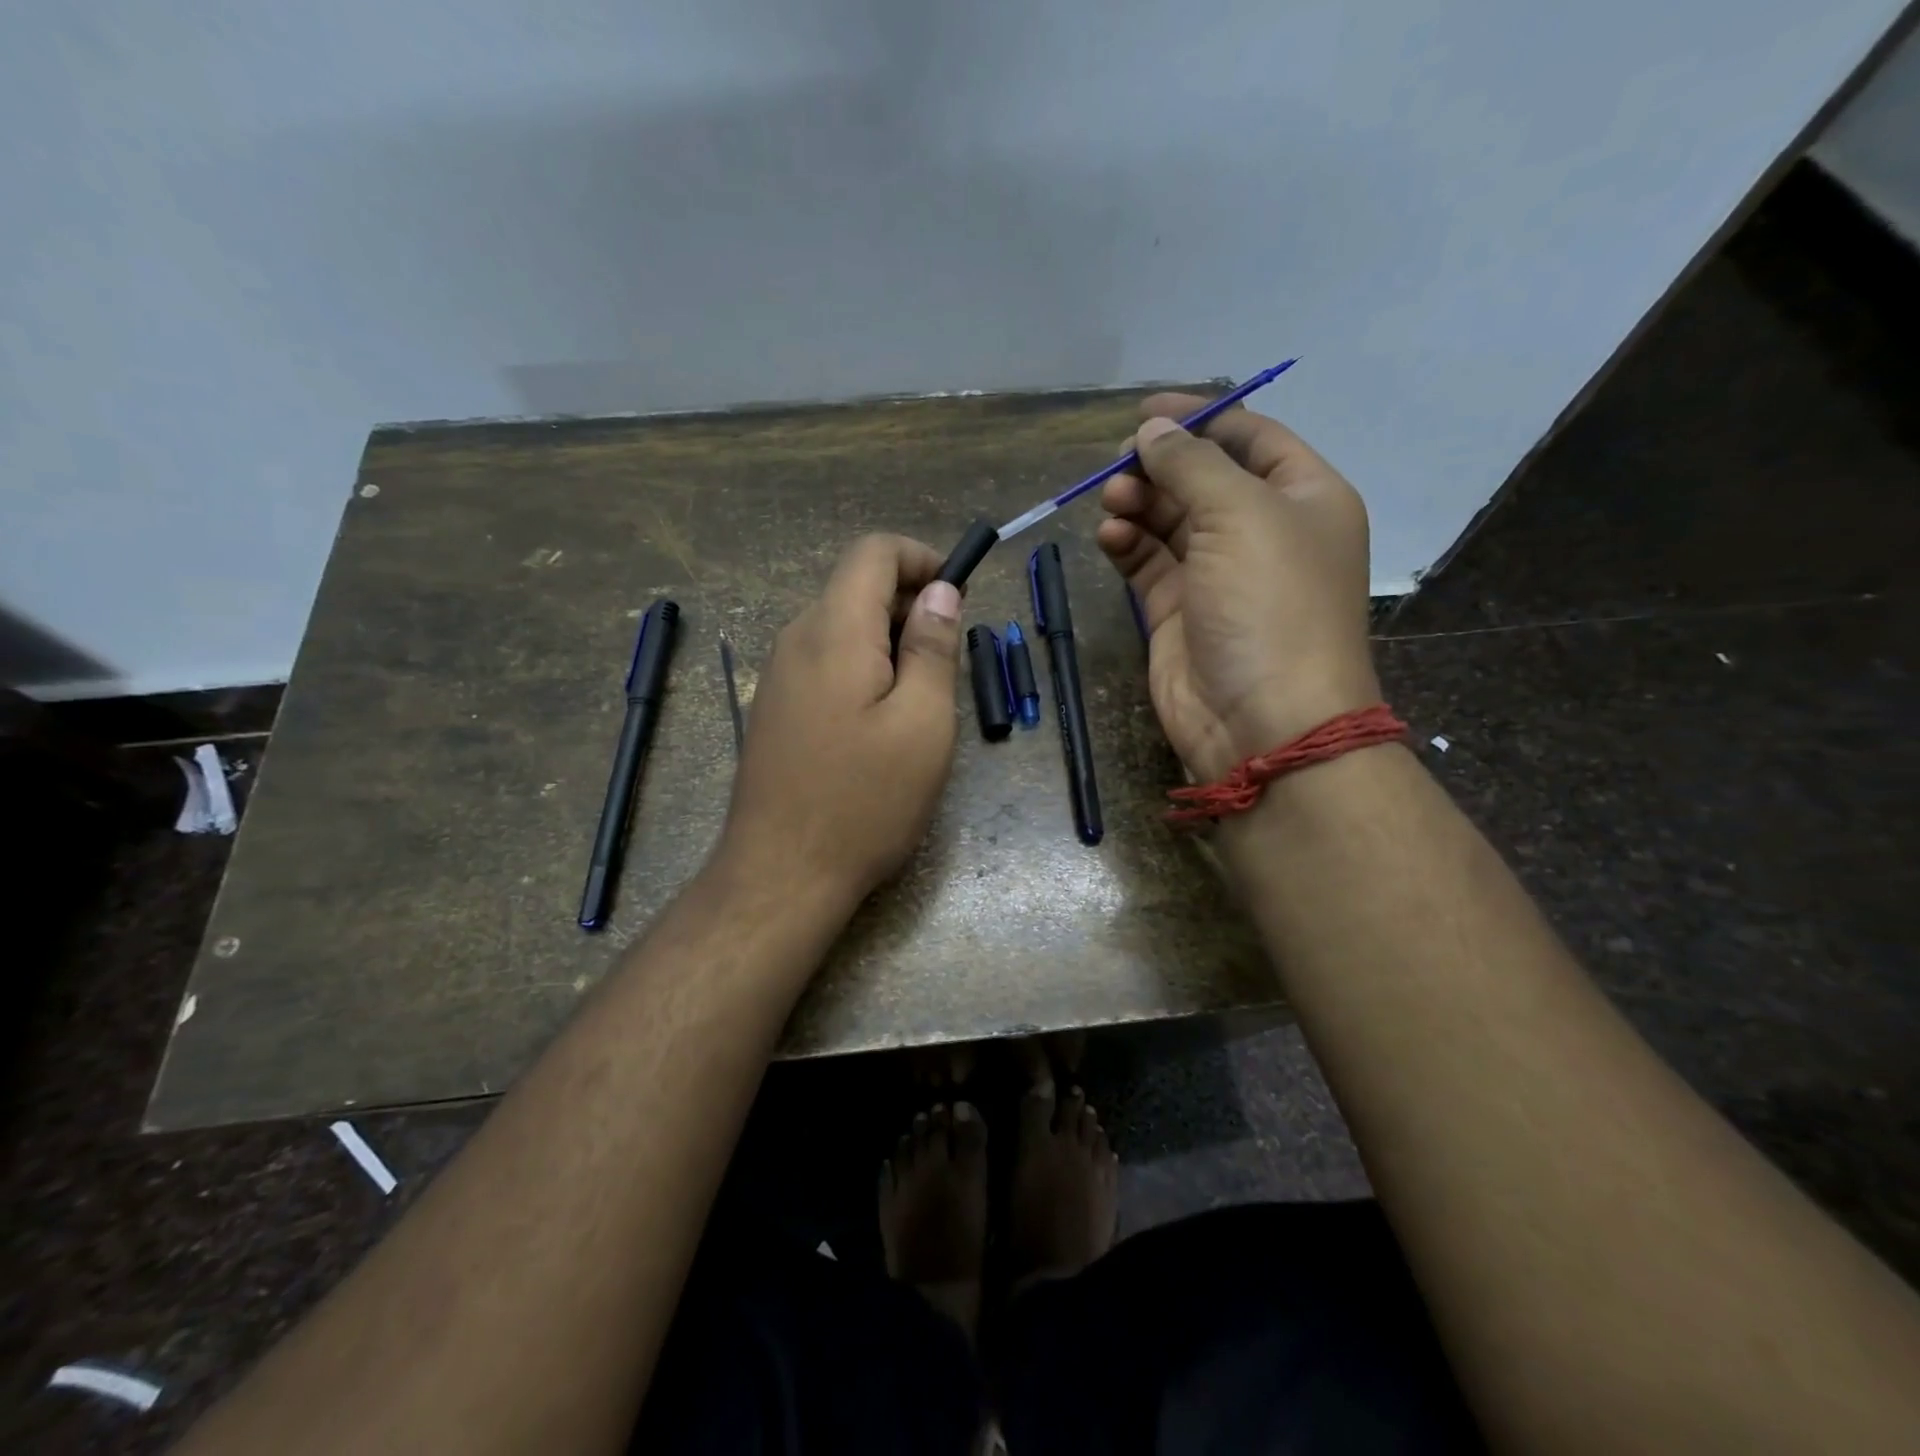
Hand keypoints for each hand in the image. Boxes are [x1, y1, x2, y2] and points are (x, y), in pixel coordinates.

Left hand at [716, 534, 963, 910]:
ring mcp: (778, 675)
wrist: (781, 874)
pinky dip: (862, 666)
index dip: (921, 557)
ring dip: (888, 640)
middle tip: (949, 658)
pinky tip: (880, 721)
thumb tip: (939, 591)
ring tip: (922, 696)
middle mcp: (796, 639)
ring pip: (841, 626)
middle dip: (909, 603)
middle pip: (855, 587)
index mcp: (835, 631)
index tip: (958, 594)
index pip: (873, 552)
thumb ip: (932, 647)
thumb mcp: (923, 723)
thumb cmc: (865, 801)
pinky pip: (824, 662)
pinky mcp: (775, 708)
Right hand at [1097, 397, 1378, 782]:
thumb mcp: (1241, 514)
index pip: (1251, 438)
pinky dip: (1127, 544)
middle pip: (1204, 478)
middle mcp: (1262, 532)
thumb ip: (1192, 464)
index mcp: (1303, 498)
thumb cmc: (1270, 604)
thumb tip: (1151, 432)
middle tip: (1119, 463)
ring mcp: (1217, 575)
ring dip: (1139, 503)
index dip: (1202, 418)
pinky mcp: (1177, 611)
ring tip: (1111, 500)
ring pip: (1169, 520)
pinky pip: (1148, 563)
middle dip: (1160, 465)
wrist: (1262, 719)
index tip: (1147, 411)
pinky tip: (1110, 536)